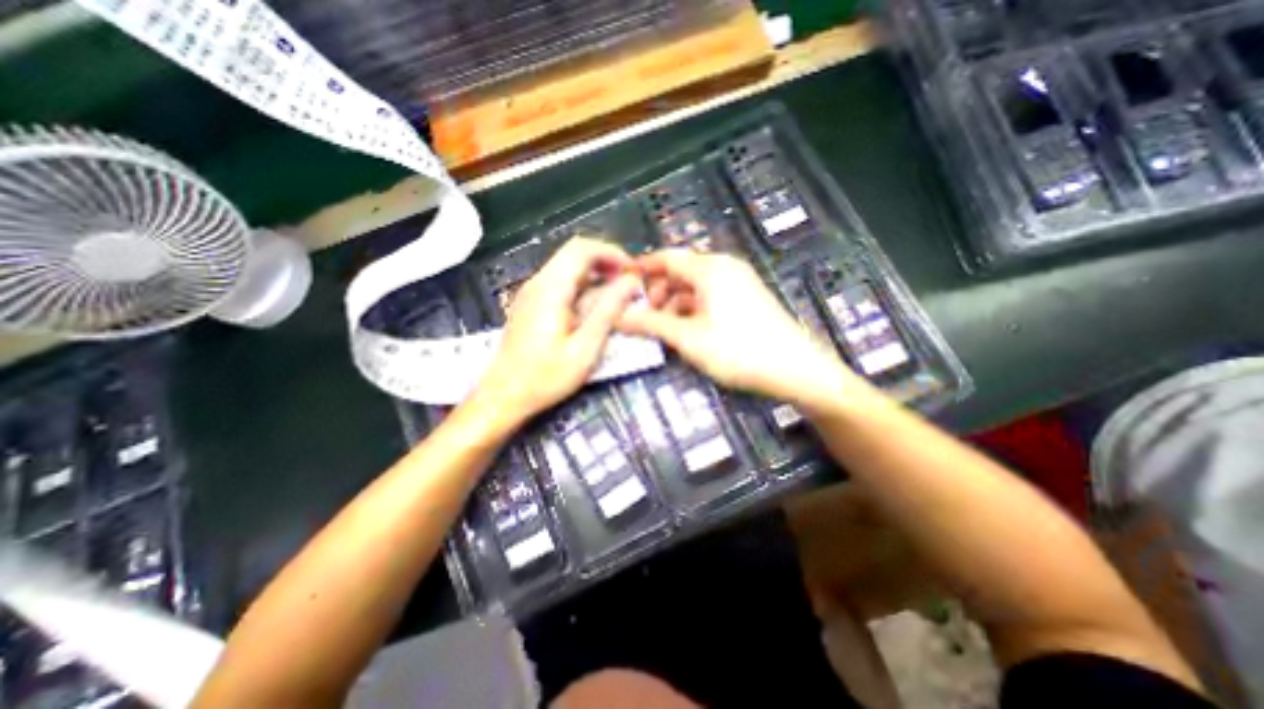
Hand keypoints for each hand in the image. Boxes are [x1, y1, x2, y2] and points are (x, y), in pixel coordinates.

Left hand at [473, 239, 642, 426]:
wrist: (503, 396)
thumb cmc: (545, 378)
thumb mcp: (585, 348)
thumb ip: (608, 311)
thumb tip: (630, 281)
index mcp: (551, 289)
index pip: (582, 249)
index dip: (612, 253)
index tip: (633, 271)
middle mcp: (538, 282)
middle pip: (575, 253)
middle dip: (606, 262)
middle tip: (629, 283)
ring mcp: (532, 292)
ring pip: (568, 267)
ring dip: (596, 274)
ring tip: (618, 295)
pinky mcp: (531, 304)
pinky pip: (561, 282)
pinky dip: (584, 286)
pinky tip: (595, 307)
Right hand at [619, 248, 864, 407]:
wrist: (796, 369)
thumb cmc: (739, 351)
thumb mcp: (689, 338)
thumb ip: (652, 324)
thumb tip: (619, 316)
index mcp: (710, 269)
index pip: (667, 257)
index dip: (642, 268)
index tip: (622, 284)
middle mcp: (724, 268)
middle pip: (681, 270)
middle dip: (659, 290)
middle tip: (645, 315)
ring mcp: (738, 282)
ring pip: (695, 285)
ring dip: (675, 302)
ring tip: (665, 327)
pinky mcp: (746, 298)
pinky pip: (711, 295)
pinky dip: (693, 308)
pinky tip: (688, 329)